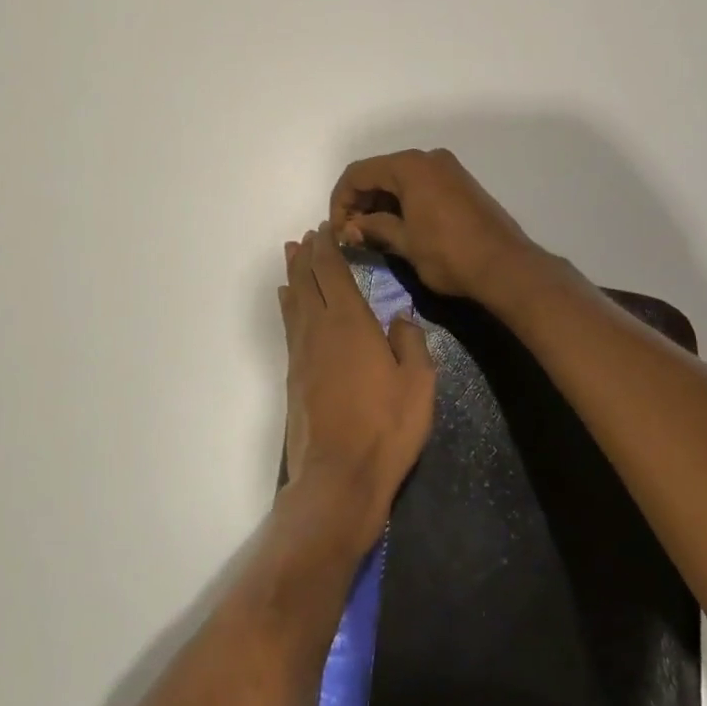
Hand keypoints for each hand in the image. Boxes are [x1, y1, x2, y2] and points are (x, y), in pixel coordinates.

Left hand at [279, 227, 435, 549]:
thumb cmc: (386, 426)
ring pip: (294, 300)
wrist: (339, 476)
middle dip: (307, 254)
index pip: (333, 271)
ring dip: (293, 274)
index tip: (324, 229)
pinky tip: (288, 301)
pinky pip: (290, 325)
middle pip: (307, 280)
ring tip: (291, 255)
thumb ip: (410, 342)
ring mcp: (302, 352)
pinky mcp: (294, 375)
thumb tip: (400, 316)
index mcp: (350, 321)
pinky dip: (288, 305)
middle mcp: (319, 328)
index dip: (327, 247)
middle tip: (307, 235)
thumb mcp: (418, 382)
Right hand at [328, 148, 538, 301]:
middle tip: (352, 234)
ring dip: (381, 203)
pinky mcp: (461, 184)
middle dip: (360, 201)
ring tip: (372, 235)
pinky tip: (398, 228)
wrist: (506, 267)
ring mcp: (448, 169)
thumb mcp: (404, 242)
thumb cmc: (449, 254)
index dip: (341, 200)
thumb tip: (349, 228)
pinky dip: (403, 202)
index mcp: (410, 166)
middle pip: (379, 172)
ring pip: (400, 179)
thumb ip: (373, 228)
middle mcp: (428, 159)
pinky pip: (421, 185)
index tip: (338, 231)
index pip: (358, 173)